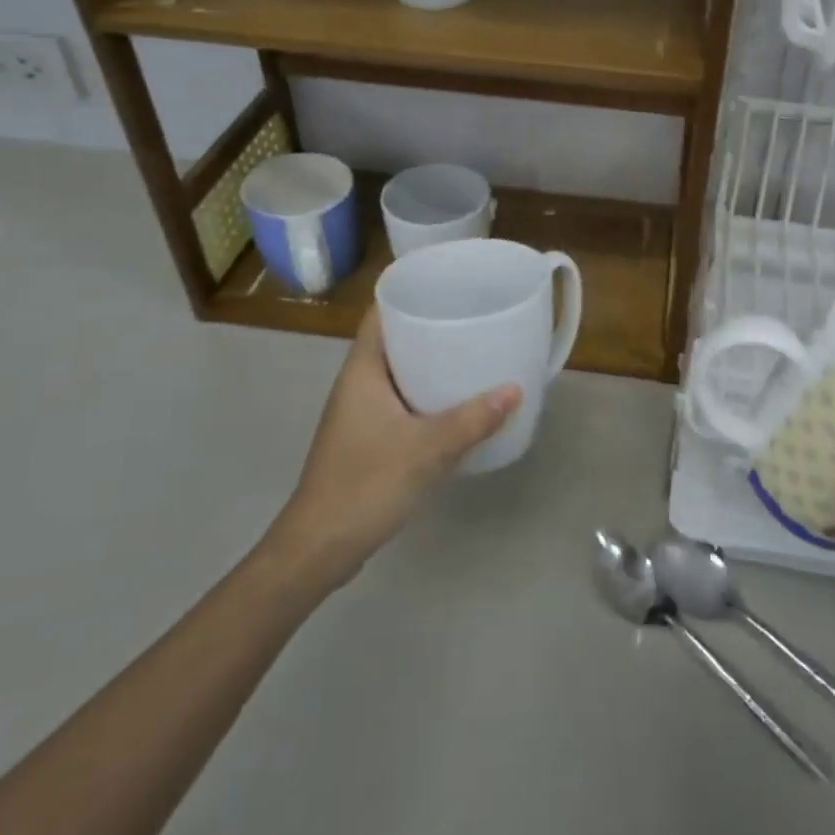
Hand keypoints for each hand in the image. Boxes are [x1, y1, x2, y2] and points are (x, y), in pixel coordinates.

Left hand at [265, 310, 520, 589]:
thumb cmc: (366, 484)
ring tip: (472, 355)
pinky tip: (456, 404)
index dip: (409, 294)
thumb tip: (515, 389)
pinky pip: (400, 401)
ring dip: (429, 364)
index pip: (380, 314)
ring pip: (398, 373)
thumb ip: (472, 419)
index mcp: (362, 370)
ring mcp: (359, 413)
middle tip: (472, 319)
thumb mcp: (427, 449)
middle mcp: (357, 384)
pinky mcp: (366, 439)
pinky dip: (425, 395)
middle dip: (430, 327)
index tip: (448, 286)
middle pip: (393, 340)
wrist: (320, 548)